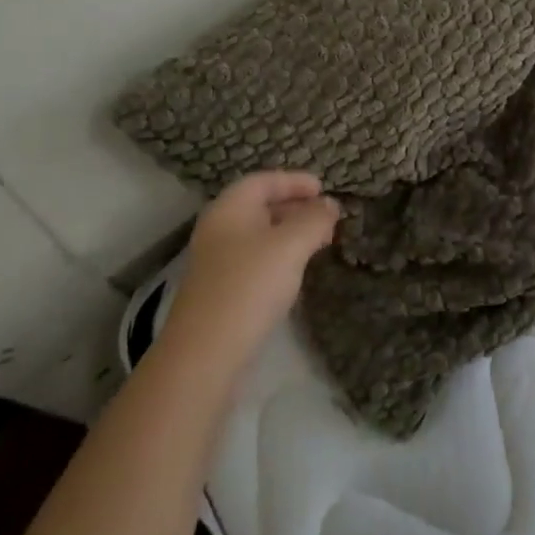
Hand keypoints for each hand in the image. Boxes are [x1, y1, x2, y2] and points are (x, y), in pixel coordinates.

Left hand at [161, 171, 339, 372]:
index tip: (324, 189)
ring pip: (258, 235)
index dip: (295, 181)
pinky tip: (294, 272)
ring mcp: (216, 260)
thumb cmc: (250, 285)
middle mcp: (218, 227)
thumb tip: (330, 204)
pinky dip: (277, 256)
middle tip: (327, 218)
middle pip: (260, 206)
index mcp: (230, 207)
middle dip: (295, 208)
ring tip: (318, 243)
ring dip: (288, 234)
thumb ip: (314, 220)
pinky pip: (253, 259)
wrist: (204, 353)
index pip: (264, 180)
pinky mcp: (219, 290)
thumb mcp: (290, 246)